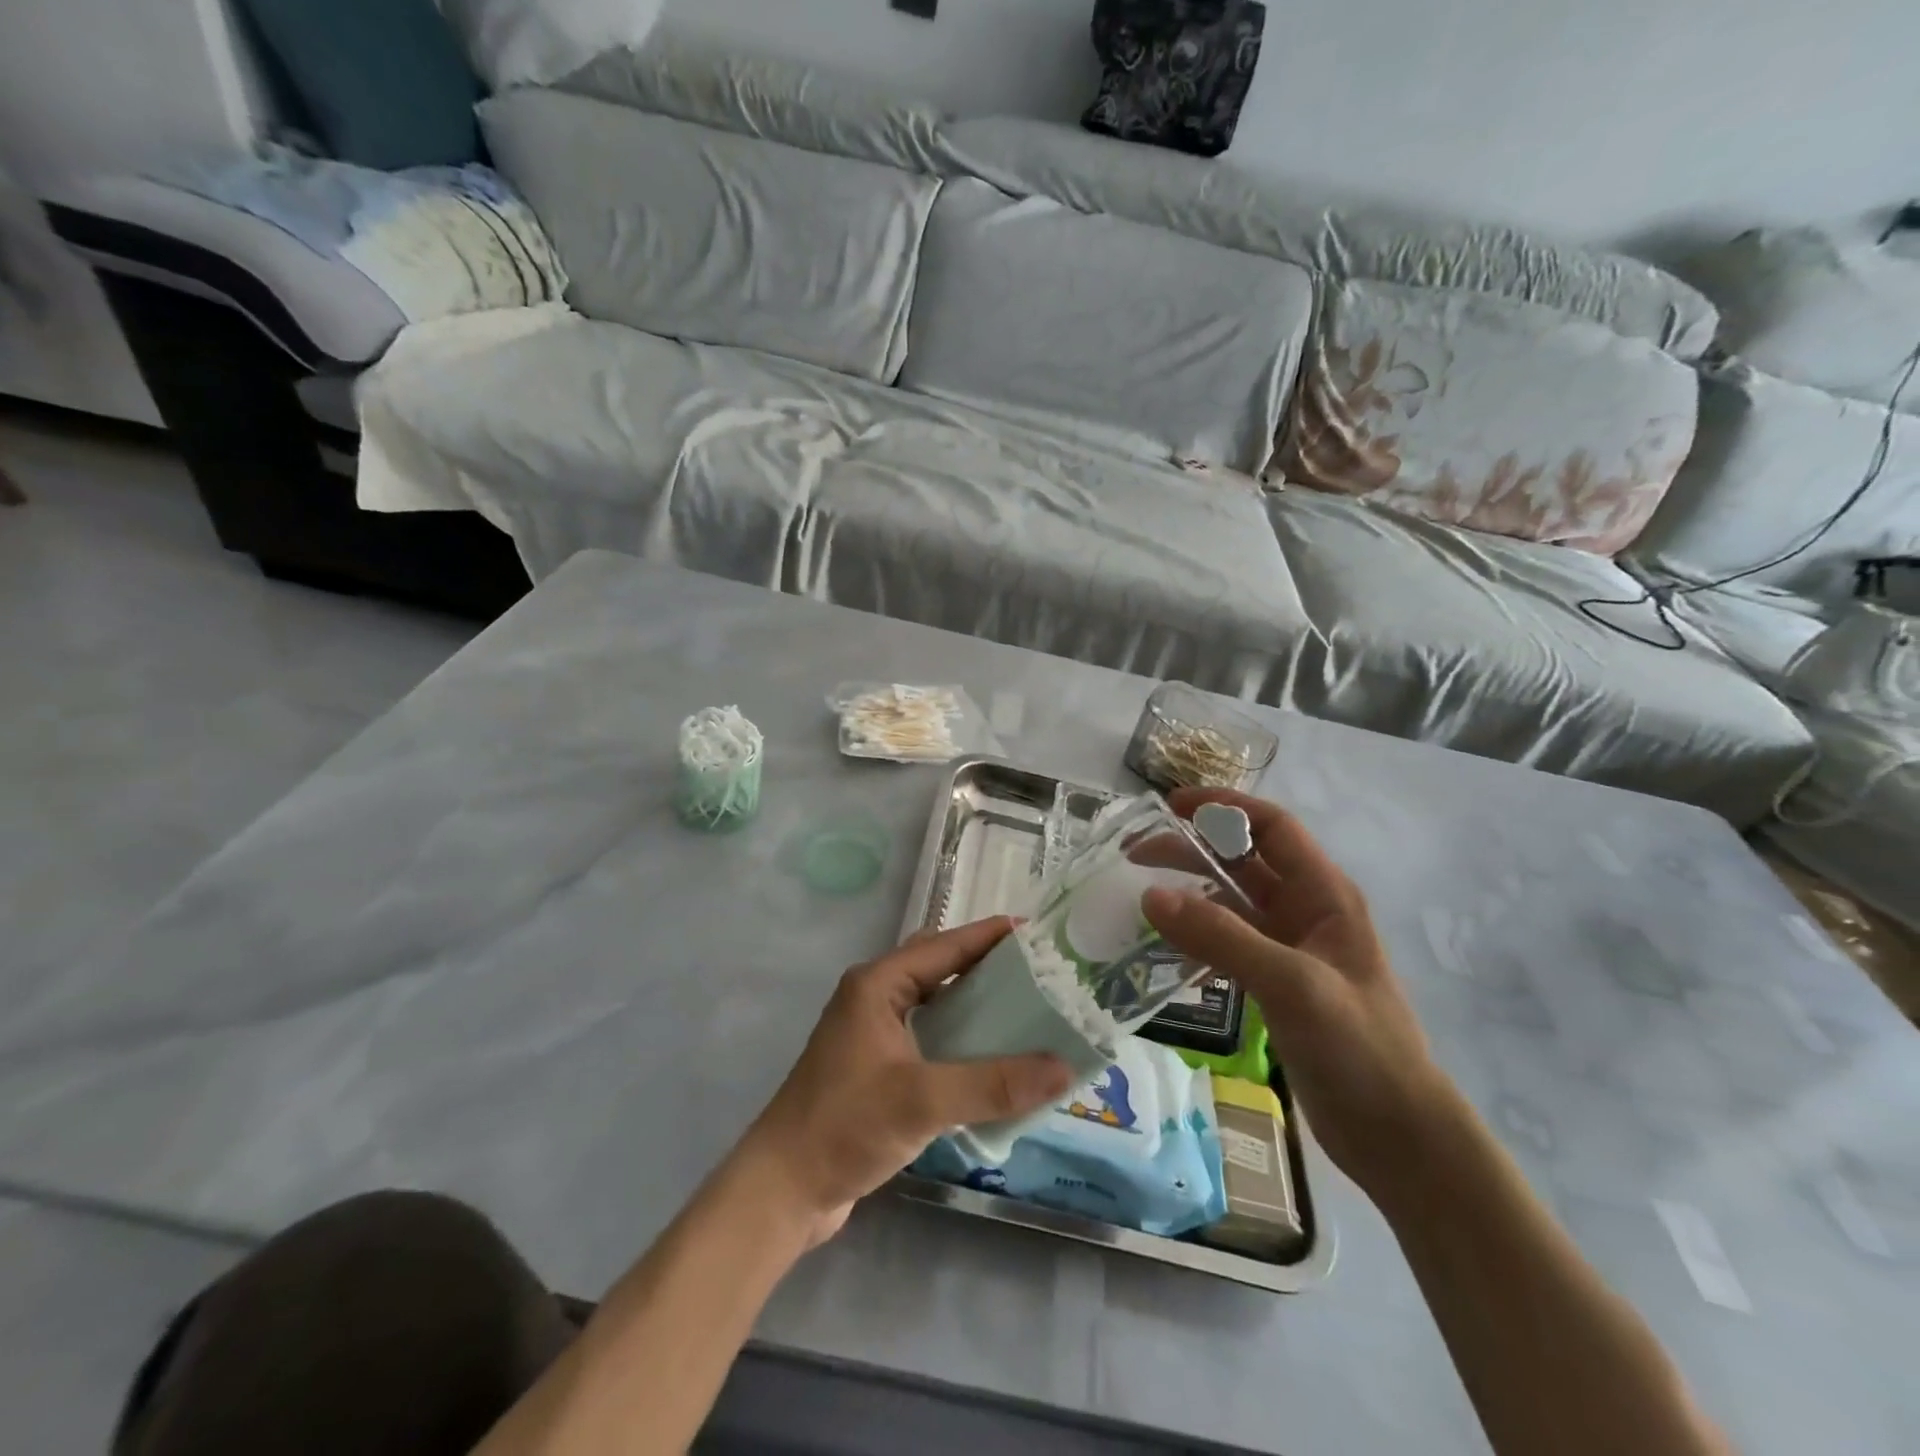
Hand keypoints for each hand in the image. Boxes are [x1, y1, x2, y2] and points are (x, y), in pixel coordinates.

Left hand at [735, 918, 1073, 1246]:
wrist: (782, 1190)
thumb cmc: (844, 1126)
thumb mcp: (921, 1101)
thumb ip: (992, 1084)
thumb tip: (1063, 1069)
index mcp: (878, 985)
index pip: (944, 945)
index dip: (990, 936)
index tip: (1038, 933)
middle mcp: (875, 998)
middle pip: (940, 967)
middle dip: (986, 966)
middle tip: (1039, 974)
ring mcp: (874, 1033)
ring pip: (935, 1003)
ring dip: (975, 1004)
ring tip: (1028, 1011)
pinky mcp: (878, 1068)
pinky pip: (930, 1037)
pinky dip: (961, 1039)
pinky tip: (993, 1060)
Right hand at [1143, 788, 1453, 1197]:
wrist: (1398, 1135)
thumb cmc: (1359, 1048)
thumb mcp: (1292, 983)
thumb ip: (1221, 937)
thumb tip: (1151, 895)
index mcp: (1324, 895)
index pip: (1271, 827)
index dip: (1223, 807)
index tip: (1169, 806)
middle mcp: (1306, 912)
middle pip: (1242, 861)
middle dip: (1191, 850)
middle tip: (1134, 856)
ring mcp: (1289, 950)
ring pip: (1230, 904)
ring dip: (1188, 894)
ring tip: (1140, 900)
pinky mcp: (1275, 984)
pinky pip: (1226, 944)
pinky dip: (1195, 938)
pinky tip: (1165, 951)